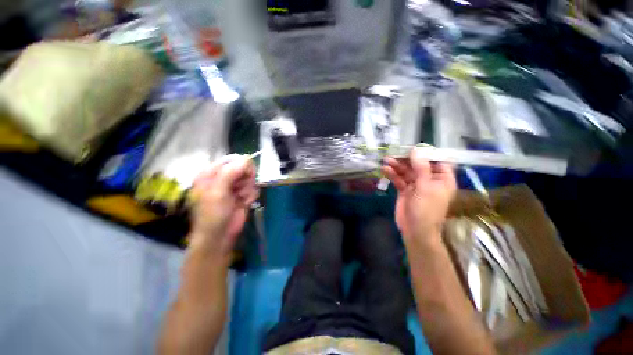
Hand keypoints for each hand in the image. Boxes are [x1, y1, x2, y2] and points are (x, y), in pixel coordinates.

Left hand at [189, 155, 258, 255]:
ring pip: (250, 179)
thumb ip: (230, 173)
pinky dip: (250, 196)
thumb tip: (246, 159)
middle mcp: (223, 178)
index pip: (231, 160)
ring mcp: (234, 187)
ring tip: (240, 199)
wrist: (219, 236)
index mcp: (211, 173)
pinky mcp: (243, 194)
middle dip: (245, 179)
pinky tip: (244, 204)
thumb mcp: (217, 192)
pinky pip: (253, 189)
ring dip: (247, 189)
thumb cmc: (212, 214)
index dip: (241, 165)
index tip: (246, 173)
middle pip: (243, 168)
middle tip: (239, 190)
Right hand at [382, 148, 456, 243]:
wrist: (415, 230)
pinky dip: (392, 174)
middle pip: (418, 165)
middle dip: (406, 159)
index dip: (426, 153)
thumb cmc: (426, 209)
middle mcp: (430, 180)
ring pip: (406, 172)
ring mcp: (416, 185)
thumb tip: (416, 150)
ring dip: (397, 166)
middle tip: (394, 153)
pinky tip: (385, 169)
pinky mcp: (405, 190)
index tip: (413, 148)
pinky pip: (399, 179)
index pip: (437, 161)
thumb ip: (421, 168)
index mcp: (442, 179)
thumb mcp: (425, 187)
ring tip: (386, 160)